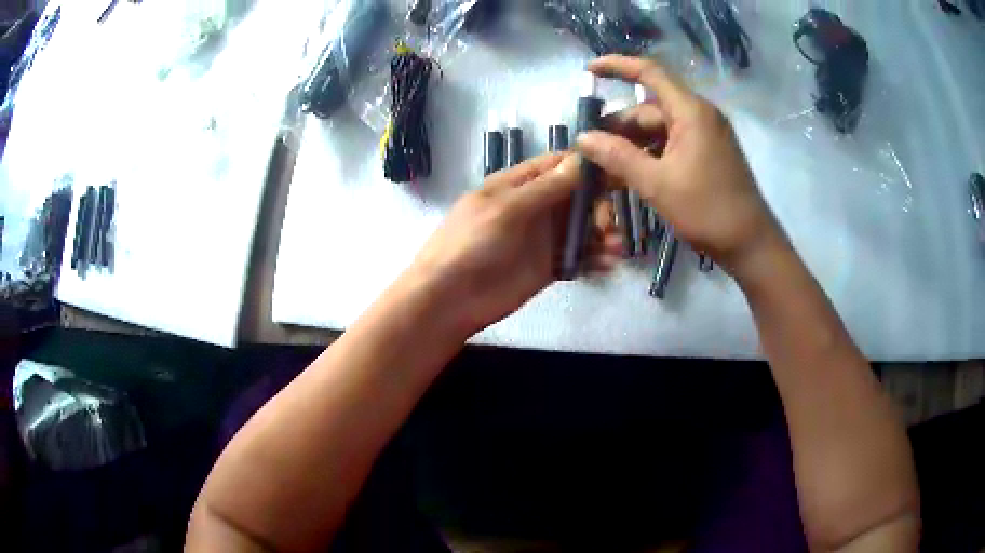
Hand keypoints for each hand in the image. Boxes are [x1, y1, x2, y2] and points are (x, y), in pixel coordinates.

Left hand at [406, 153, 620, 336]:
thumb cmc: (471, 244)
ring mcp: (542, 238)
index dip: (586, 165)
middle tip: (608, 225)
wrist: (450, 299)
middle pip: (577, 196)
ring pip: (582, 227)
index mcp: (518, 184)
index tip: (618, 171)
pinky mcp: (548, 266)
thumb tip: (579, 160)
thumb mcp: (506, 209)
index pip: (558, 164)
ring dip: (603, 233)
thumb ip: (545, 187)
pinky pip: (578, 256)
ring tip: (617, 248)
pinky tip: (608, 264)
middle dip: (599, 205)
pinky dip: (595, 258)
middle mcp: (534, 206)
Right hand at [578, 55, 783, 276]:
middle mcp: (699, 115)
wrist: (750, 244)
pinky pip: (671, 144)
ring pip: (659, 129)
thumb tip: (582, 138)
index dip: (617, 66)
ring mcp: (705, 135)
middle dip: (618, 126)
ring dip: (632, 145)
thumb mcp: (656, 183)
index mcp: (691, 111)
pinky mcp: (708, 153)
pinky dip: (650, 155)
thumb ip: (617, 156)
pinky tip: (631, 174)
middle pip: (650, 108)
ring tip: (605, 168)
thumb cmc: (706, 210)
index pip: (649, 73)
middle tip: (590, 149)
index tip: (588, 70)